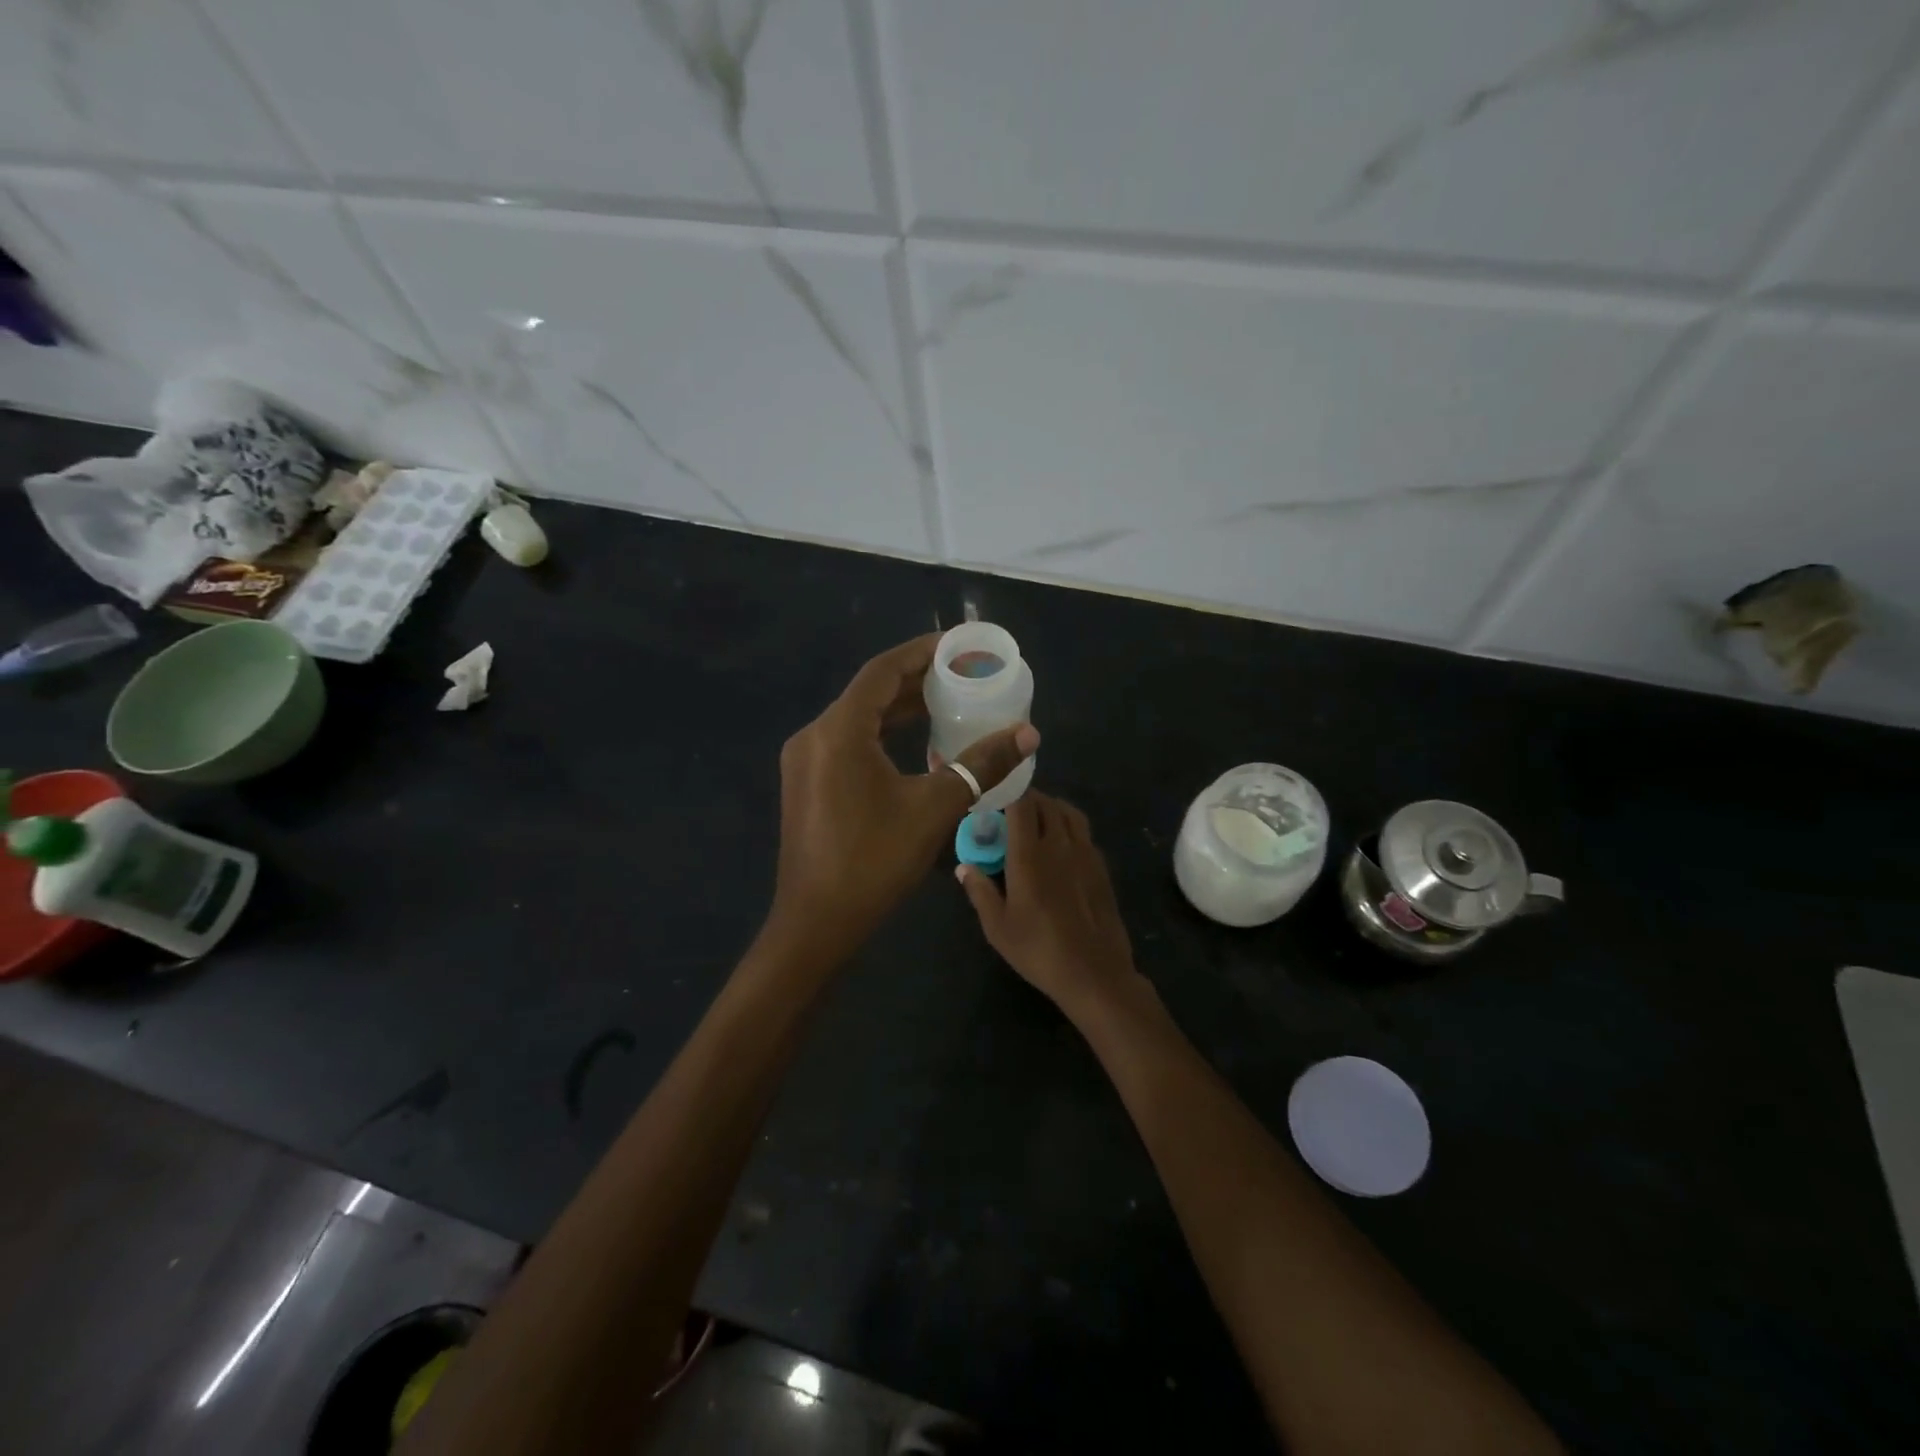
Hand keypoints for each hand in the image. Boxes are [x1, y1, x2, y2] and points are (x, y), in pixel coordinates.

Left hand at [768, 634, 1038, 964]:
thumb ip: (980, 765)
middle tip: (961, 675)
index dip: (922, 652)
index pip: (883, 671)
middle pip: (869, 692)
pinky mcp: (807, 783)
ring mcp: (805, 761)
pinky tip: (915, 744)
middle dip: (915, 680)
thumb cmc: (873, 861)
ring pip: (858, 719)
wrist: (816, 923)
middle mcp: (814, 735)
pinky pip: (849, 742)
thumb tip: (1028, 734)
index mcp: (838, 731)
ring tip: (946, 702)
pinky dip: (882, 735)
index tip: (958, 645)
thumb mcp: (934, 809)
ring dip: (899, 709)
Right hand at [957, 792, 1140, 1017]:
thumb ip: (980, 891)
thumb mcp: (998, 927)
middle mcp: (1059, 844)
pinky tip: (1058, 845)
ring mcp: (1085, 853)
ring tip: (1035, 820)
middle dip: (1026, 798)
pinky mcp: (1100, 866)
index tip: (992, 795)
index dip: (1007, 791)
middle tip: (1008, 810)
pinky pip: (1083, 831)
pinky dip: (1067, 824)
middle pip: (1045, 802)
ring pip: (1068, 812)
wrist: (1095, 973)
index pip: (1021, 804)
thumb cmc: (1039, 951)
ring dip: (1050, 807)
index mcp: (1030, 855)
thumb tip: (965, 867)